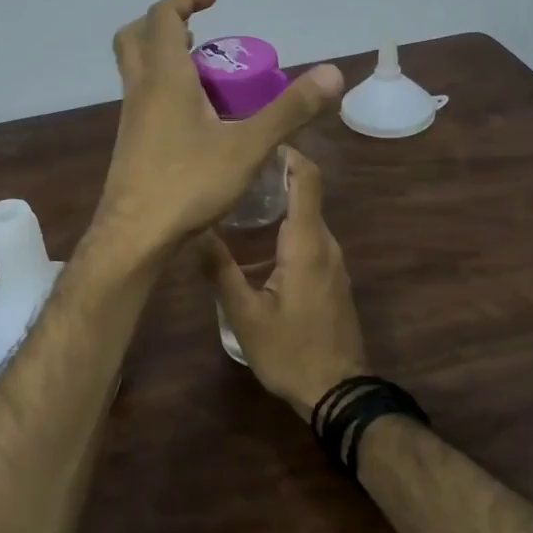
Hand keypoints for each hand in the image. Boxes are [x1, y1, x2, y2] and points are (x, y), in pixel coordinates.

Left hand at [95, 0, 343, 254]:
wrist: (134, 236)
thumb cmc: (187, 184)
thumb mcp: (248, 147)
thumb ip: (289, 110)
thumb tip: (332, 73)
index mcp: (164, 77)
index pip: (163, 16)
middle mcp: (140, 89)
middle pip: (135, 36)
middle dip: (164, 22)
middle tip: (198, 30)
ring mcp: (130, 117)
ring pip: (136, 68)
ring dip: (164, 55)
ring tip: (205, 70)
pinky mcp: (131, 142)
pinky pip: (143, 97)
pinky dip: (164, 87)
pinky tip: (195, 116)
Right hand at [200, 148, 368, 419]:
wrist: (339, 394)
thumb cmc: (291, 352)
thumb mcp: (245, 315)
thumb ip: (219, 270)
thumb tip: (193, 230)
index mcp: (306, 243)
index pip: (307, 179)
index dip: (287, 152)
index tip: (256, 139)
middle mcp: (324, 243)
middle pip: (306, 191)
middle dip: (274, 173)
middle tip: (233, 167)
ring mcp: (332, 260)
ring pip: (307, 214)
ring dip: (279, 198)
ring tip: (238, 195)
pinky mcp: (331, 276)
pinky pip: (309, 234)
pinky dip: (286, 222)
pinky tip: (257, 235)